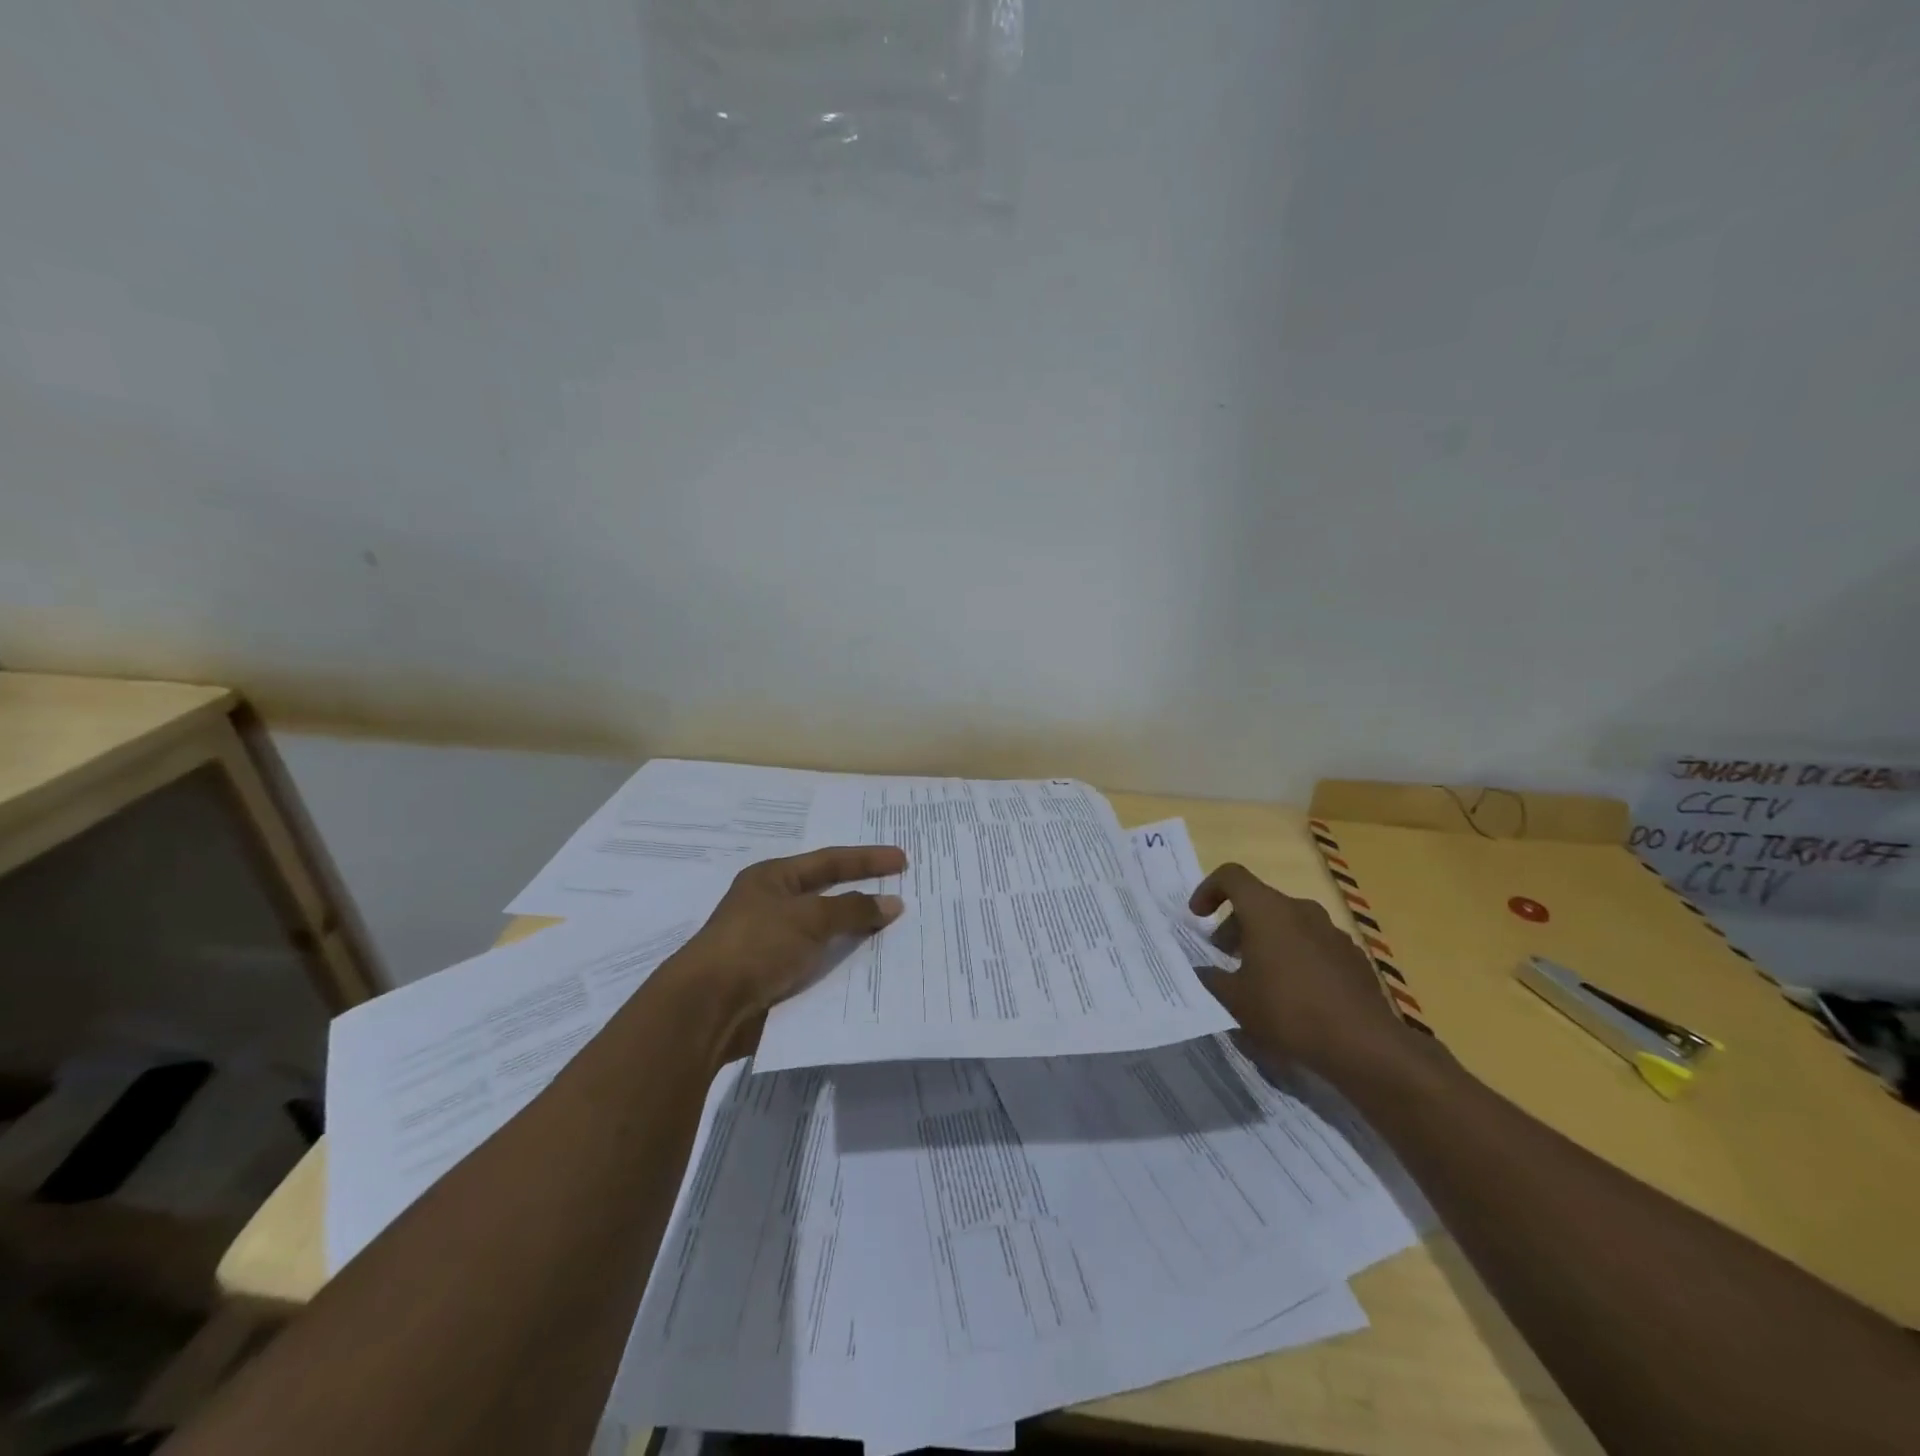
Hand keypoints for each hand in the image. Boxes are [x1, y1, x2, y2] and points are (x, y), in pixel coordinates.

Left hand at [674, 846, 906, 1054]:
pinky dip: (842, 964)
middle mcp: (772, 906)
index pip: (829, 861)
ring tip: (897, 935)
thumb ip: (853, 909)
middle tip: (903, 895)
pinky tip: (870, 969)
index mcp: (773, 878)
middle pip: (828, 896)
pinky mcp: (775, 978)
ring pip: (826, 933)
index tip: (903, 861)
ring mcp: (772, 944)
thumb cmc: (756, 946)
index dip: (867, 860)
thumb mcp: (808, 918)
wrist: (708, 1008)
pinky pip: (819, 964)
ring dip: (856, 934)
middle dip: (864, 896)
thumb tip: (892, 903)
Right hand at [1189, 863, 1412, 1081]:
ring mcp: (1332, 932)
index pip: (1231, 876)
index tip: (1198, 917)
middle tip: (1224, 954)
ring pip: (1287, 922)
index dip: (1208, 889)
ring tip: (1258, 976)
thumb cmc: (1288, 1012)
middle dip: (1236, 923)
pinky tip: (1294, 993)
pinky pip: (1313, 944)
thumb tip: (1203, 971)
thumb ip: (1212, 979)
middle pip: (1259, 901)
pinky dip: (1294, 956)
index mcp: (1267, 910)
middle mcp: (1300, 910)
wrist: (1364, 1044)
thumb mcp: (1236, 1000)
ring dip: (1266, 939)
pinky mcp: (1353, 956)